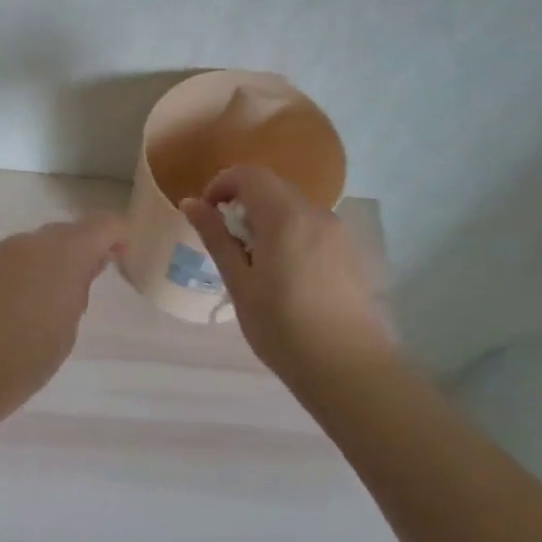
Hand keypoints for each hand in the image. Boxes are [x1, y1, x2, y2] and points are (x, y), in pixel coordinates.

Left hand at [0, 215, 127, 422]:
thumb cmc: (22, 364)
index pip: (101, 225)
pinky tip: (9, 310)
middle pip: (63, 233)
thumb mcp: (66, 331)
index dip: (116, 236)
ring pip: (30, 247)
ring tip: (41, 306)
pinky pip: (4, 262)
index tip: (120, 258)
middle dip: (79, 251)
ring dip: (44, 264)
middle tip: (81, 289)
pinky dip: (16, 275)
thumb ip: (78, 290)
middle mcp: (26, 243)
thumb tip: (84, 267)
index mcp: (60, 255)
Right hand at [180, 166, 394, 377]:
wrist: (348, 368)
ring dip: (267, 220)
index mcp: (285, 217)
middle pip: (273, 187)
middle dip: (243, 203)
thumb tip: (191, 203)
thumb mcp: (240, 283)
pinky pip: (312, 227)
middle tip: (226, 243)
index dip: (221, 185)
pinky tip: (284, 275)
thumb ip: (216, 237)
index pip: (249, 174)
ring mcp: (339, 232)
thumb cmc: (282, 328)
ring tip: (254, 263)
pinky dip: (290, 234)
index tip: (206, 215)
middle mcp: (316, 213)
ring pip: (294, 208)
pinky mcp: (350, 252)